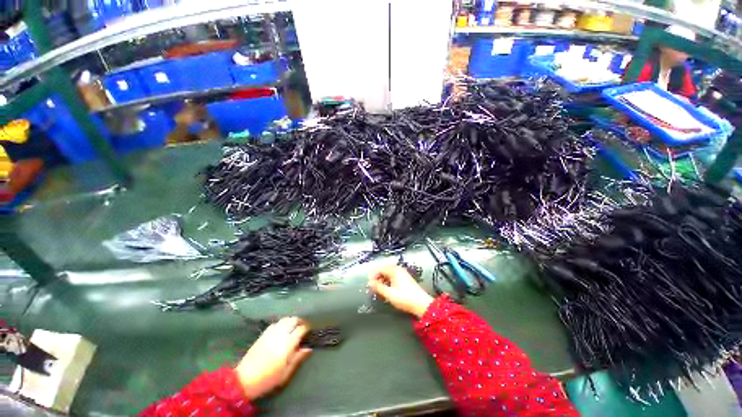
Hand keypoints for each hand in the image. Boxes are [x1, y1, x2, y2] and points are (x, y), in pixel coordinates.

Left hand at [234, 317, 311, 399]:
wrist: (244, 380)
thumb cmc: (268, 379)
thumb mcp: (286, 373)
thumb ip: (298, 358)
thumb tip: (308, 347)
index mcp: (287, 344)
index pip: (301, 329)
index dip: (306, 328)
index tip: (309, 332)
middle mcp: (280, 335)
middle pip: (293, 320)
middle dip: (300, 322)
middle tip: (302, 328)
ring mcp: (270, 333)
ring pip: (284, 319)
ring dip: (291, 321)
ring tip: (293, 327)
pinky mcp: (263, 334)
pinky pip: (275, 323)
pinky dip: (281, 324)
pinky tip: (281, 330)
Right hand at [368, 265, 433, 317]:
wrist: (421, 304)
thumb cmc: (406, 298)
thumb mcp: (389, 293)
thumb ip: (378, 287)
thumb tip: (370, 283)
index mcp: (394, 270)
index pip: (380, 268)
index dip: (373, 275)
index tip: (369, 282)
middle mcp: (399, 270)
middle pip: (384, 270)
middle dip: (377, 277)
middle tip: (372, 286)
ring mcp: (402, 274)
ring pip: (388, 274)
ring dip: (382, 280)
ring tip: (378, 289)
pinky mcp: (405, 280)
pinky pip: (393, 277)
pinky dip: (387, 282)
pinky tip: (386, 289)